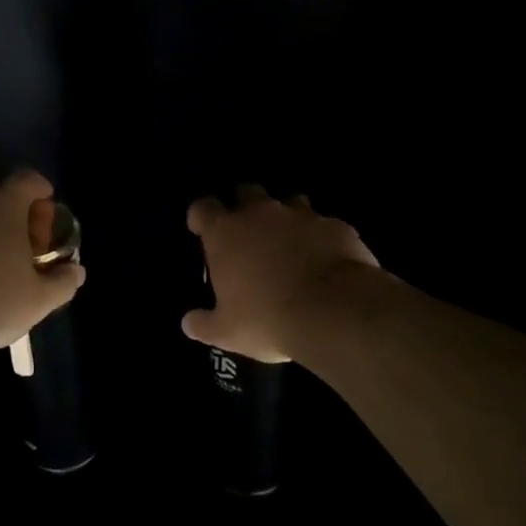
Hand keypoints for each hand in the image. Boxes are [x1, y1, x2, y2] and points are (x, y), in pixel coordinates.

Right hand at [183, 185, 378, 362]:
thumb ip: (204, 323)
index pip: (203, 208)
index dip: (201, 216)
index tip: (202, 229)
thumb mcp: (227, 332)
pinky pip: (324, 225)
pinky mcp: (335, 225)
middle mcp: (260, 214)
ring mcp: (301, 215)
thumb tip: (189, 323)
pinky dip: (321, 237)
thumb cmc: (268, 319)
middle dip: (245, 207)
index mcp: (225, 233)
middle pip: (247, 192)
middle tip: (249, 235)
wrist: (334, 312)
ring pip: (289, 202)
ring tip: (291, 245)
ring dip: (286, 219)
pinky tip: (326, 260)